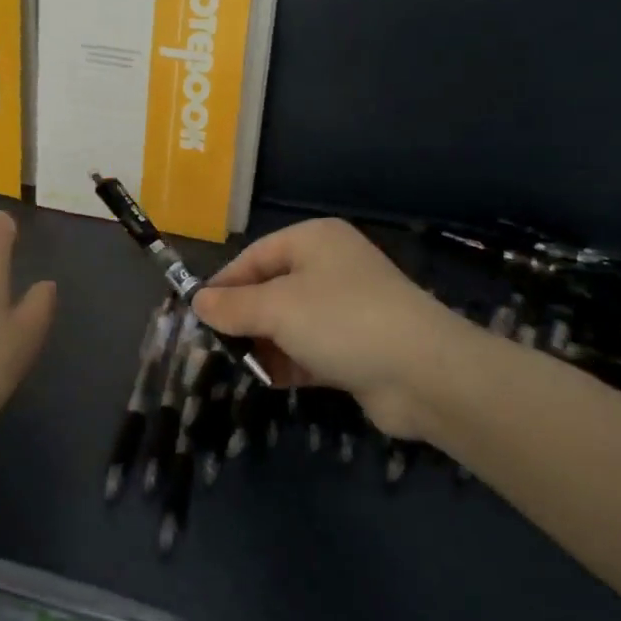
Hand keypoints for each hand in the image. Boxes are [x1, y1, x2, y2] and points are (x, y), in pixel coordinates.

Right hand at [192, 218, 467, 439]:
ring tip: (242, 366)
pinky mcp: (356, 347)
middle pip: (270, 290)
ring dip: (265, 344)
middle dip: (244, 319)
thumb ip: (232, 306)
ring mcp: (346, 309)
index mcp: (314, 241)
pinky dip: (289, 362)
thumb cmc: (341, 321)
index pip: (254, 256)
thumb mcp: (276, 308)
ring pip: (289, 323)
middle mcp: (330, 268)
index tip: (197, 315)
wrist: (423, 373)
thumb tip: (197, 302)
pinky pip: (309, 349)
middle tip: (216, 346)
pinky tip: (270, 379)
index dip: (224, 284)